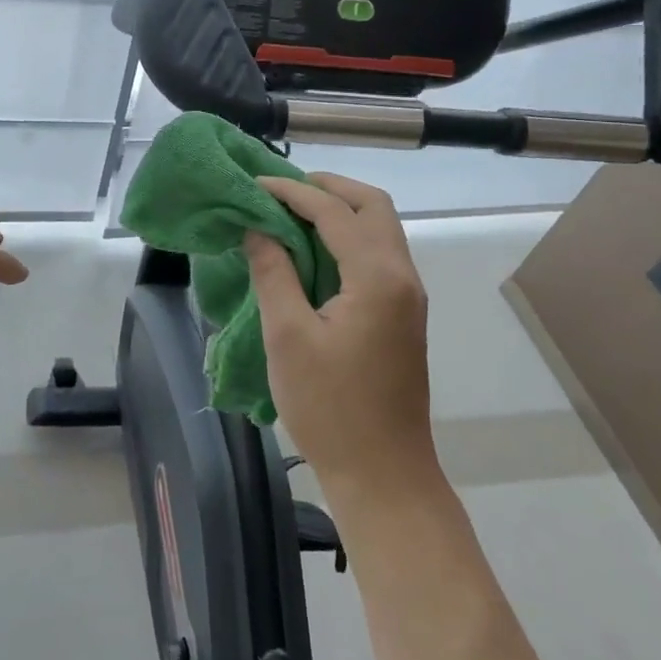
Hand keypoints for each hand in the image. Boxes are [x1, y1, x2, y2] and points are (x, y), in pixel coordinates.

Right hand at [246, 174, 435, 501]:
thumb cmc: (330, 407)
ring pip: (380, 229)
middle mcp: (402, 276)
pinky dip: (346, 238)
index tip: (253, 184)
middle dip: (328, 188)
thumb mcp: (288, 336)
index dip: (291, 192)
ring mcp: (408, 296)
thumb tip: (258, 228)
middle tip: (281, 190)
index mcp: (378, 277)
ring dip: (339, 211)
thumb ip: (273, 273)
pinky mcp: (402, 315)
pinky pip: (377, 255)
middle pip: (373, 206)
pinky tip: (311, 252)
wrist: (384, 475)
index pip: (334, 211)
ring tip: (290, 214)